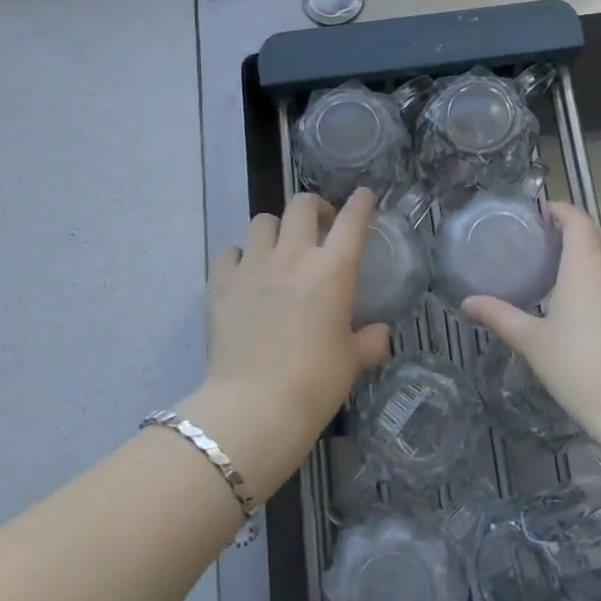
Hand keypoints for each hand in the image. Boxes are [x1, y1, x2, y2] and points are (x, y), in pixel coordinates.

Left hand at [183, 189, 392, 500]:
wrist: (256, 405)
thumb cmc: (315, 382)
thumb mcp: (351, 362)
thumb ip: (368, 342)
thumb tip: (379, 333)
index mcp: (332, 270)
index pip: (352, 221)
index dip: (360, 203)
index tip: (364, 195)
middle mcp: (293, 256)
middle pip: (302, 205)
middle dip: (314, 207)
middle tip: (320, 224)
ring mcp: (253, 266)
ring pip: (263, 221)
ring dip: (275, 229)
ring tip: (279, 247)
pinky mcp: (221, 283)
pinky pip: (229, 252)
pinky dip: (239, 256)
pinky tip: (244, 272)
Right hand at [464, 201, 600, 437]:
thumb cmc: (581, 366)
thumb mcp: (533, 341)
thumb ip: (500, 316)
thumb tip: (467, 303)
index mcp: (587, 263)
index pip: (577, 219)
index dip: (559, 210)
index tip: (539, 213)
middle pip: (598, 234)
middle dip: (575, 231)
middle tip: (546, 242)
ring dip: (593, 255)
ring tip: (564, 271)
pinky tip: (589, 305)